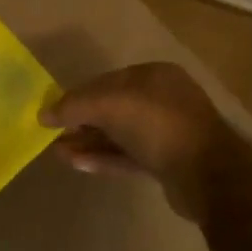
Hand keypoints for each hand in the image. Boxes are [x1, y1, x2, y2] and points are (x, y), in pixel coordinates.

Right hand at [41, 62, 247, 219]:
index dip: (78, 94)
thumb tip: (43, 114)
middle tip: (53, 134)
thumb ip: (74, 106)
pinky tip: (77, 163)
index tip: (53, 111)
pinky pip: (128, 157)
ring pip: (119, 134)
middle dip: (82, 121)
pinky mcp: (167, 164)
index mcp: (155, 76)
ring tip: (58, 152)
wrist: (208, 174)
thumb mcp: (110, 105)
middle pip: (113, 108)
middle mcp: (162, 100)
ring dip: (89, 142)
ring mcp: (167, 133)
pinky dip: (103, 158)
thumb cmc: (158, 125)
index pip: (107, 81)